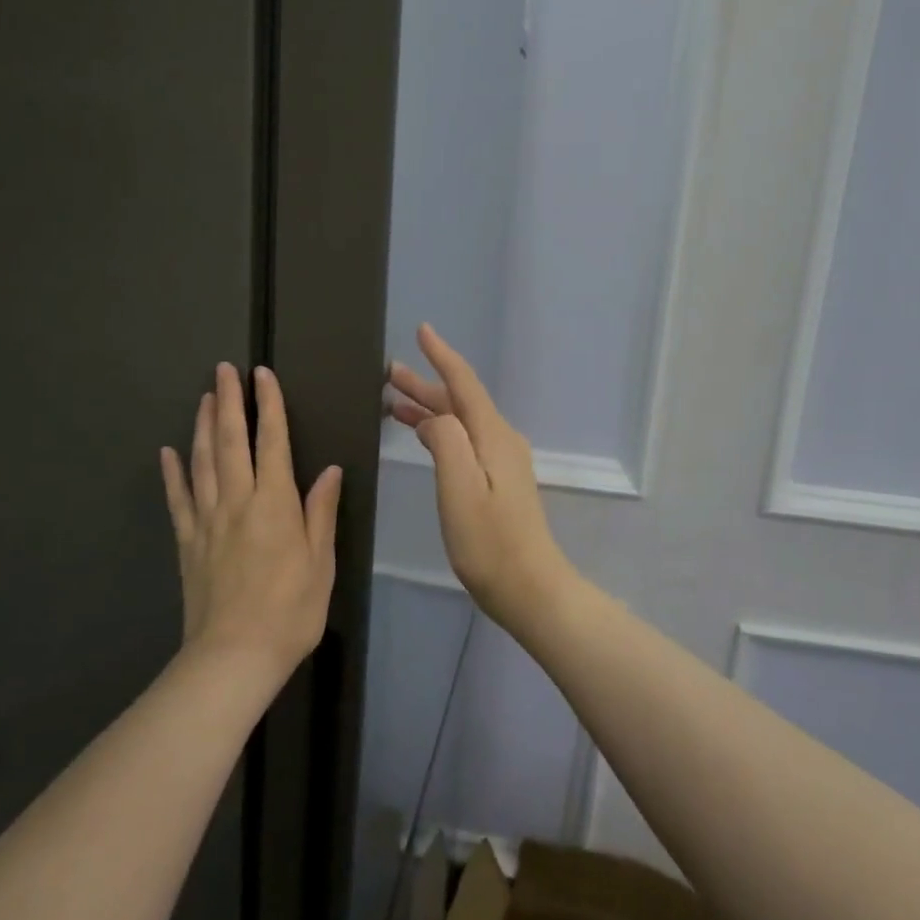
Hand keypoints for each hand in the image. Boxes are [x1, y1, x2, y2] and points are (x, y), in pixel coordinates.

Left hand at [161, 363, 341, 687]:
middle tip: (223, 370)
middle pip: (231, 442)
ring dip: (204, 426)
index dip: (269, 406)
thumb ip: (321, 512)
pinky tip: (168, 452)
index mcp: (275, 503)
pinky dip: (173, 473)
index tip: (262, 375)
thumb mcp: (322, 562)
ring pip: (203, 462)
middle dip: (229, 402)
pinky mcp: (188, 542)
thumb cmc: (291, 610)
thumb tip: (329, 470)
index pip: (273, 442)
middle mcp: (238, 501)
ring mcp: (207, 521)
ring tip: (205, 398)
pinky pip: (178, 500)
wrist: (234, 656)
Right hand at [387, 324, 575, 635]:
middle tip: (388, 371)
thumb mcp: (460, 489)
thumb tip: (436, 417)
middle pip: (459, 401)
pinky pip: (463, 441)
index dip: (442, 356)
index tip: (422, 330)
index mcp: (492, 437)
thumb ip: (446, 442)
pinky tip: (422, 435)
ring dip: (429, 408)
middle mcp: (500, 441)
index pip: (464, 384)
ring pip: (460, 422)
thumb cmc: (490, 543)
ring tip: (392, 400)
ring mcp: (502, 462)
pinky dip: (439, 431)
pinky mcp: (498, 482)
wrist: (531, 589)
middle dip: (425, 384)